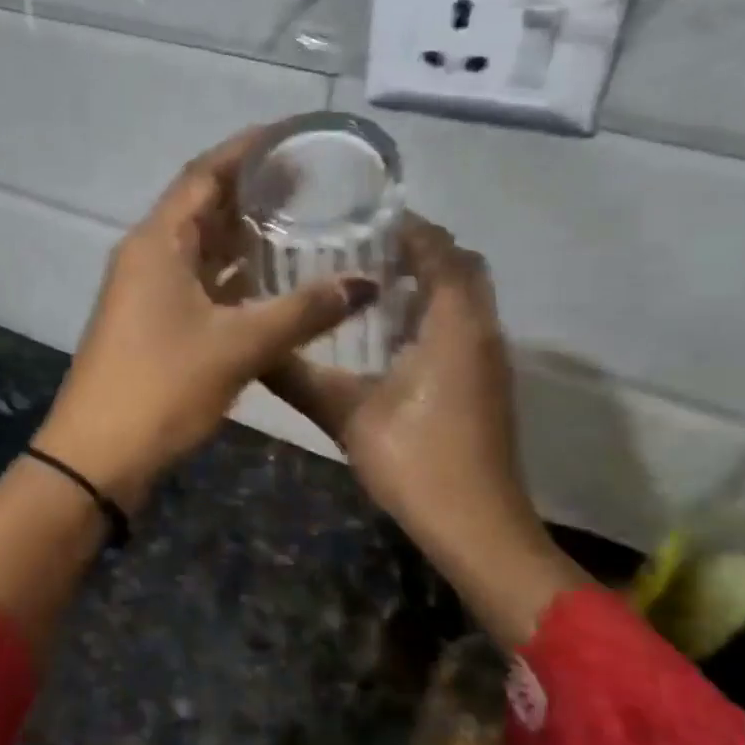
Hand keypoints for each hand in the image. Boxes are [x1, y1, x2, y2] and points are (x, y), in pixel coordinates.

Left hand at [34, 125, 378, 507]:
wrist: (98, 456)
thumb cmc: (163, 387)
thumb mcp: (239, 346)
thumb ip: (304, 311)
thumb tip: (365, 284)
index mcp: (158, 242)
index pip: (204, 174)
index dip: (247, 149)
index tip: (292, 135)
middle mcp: (147, 257)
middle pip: (203, 208)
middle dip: (252, 193)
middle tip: (310, 183)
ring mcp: (145, 294)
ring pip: (201, 251)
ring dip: (244, 239)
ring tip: (300, 226)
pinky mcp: (151, 326)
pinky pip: (198, 286)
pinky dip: (233, 280)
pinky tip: (271, 286)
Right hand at [266, 216, 584, 644]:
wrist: (476, 526)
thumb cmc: (416, 462)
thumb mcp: (347, 416)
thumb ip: (299, 378)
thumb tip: (254, 350)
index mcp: (455, 324)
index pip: (441, 250)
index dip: (407, 227)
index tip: (361, 217)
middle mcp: (482, 330)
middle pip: (461, 266)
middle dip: (419, 250)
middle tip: (362, 249)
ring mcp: (489, 359)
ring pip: (466, 298)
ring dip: (428, 282)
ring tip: (368, 284)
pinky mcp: (486, 384)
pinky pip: (465, 325)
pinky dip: (435, 313)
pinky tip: (388, 337)